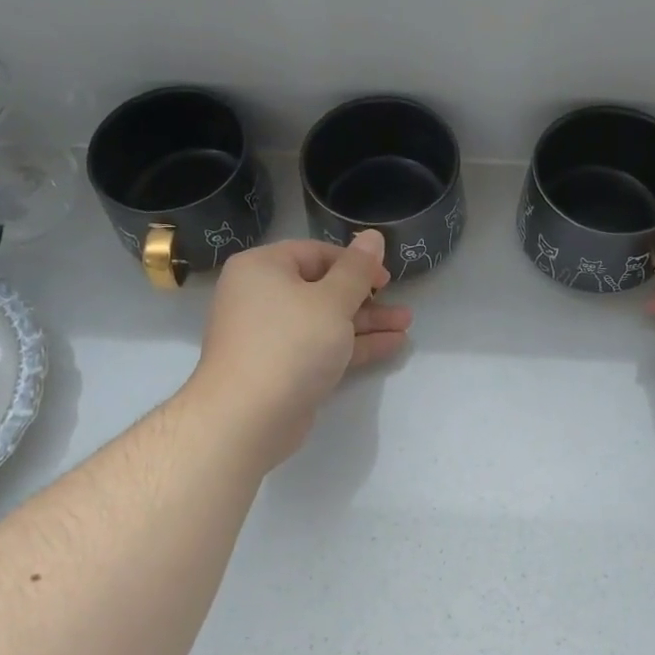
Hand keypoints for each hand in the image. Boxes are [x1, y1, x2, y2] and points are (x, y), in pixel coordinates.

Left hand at [189, 230, 411, 468]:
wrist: (247, 418)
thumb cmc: (289, 344)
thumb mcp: (332, 301)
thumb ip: (357, 269)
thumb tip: (373, 236)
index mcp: (262, 268)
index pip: (315, 252)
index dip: (355, 262)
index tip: (387, 278)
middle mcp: (261, 297)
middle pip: (321, 288)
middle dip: (366, 297)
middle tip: (400, 303)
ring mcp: (271, 335)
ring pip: (325, 320)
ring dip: (366, 322)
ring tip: (406, 325)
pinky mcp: (282, 367)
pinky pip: (321, 346)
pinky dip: (352, 345)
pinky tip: (392, 345)